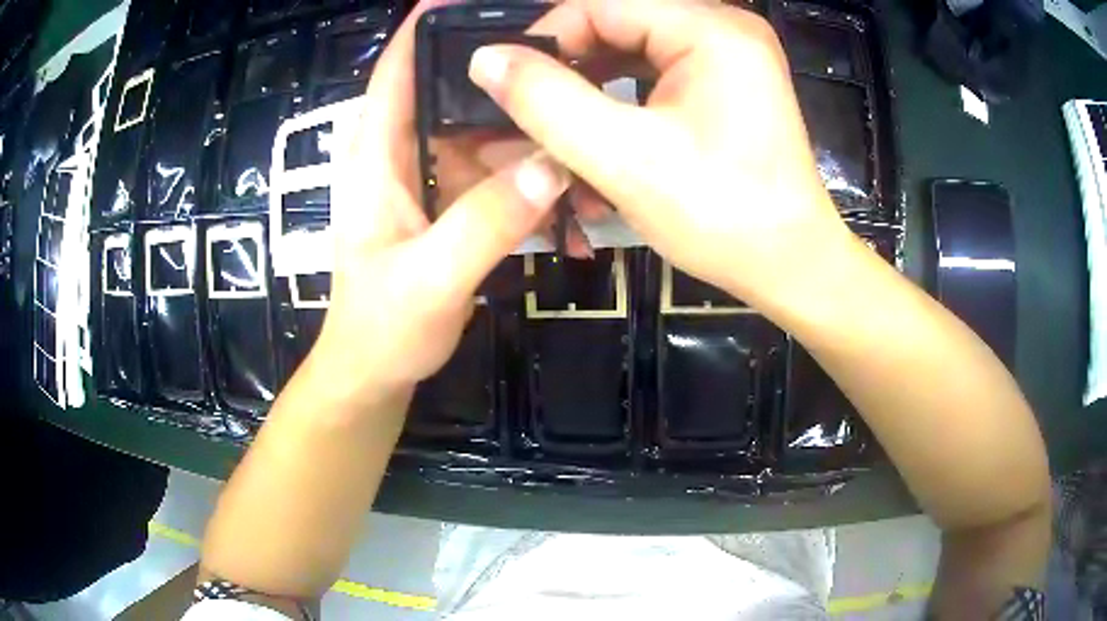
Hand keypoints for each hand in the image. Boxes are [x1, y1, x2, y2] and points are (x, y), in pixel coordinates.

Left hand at [310, 0, 568, 406]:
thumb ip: (485, 225)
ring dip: (529, 132)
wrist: (375, 374)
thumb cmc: (381, 329)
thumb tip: (551, 167)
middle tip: (564, 56)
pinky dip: (532, 176)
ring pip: (485, 133)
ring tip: (582, 125)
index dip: (426, 27)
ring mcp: (433, 181)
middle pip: (452, 90)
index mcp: (377, 158)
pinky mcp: (454, 206)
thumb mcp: (429, 280)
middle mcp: (404, 155)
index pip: (396, 70)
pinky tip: (569, 187)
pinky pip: (498, 173)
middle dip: (501, 72)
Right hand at [470, 0, 851, 306]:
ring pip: (631, 56)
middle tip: (528, 121)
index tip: (508, 87)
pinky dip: (621, 109)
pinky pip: (655, 80)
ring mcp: (729, 58)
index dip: (545, 39)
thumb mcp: (624, 158)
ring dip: (590, 98)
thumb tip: (485, 59)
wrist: (792, 268)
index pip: (600, 4)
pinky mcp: (726, 87)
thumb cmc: (721, 217)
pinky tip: (599, 146)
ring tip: (559, 142)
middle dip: (568, 75)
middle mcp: (723, 30)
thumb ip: (546, 101)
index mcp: (710, 30)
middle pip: (616, 27)